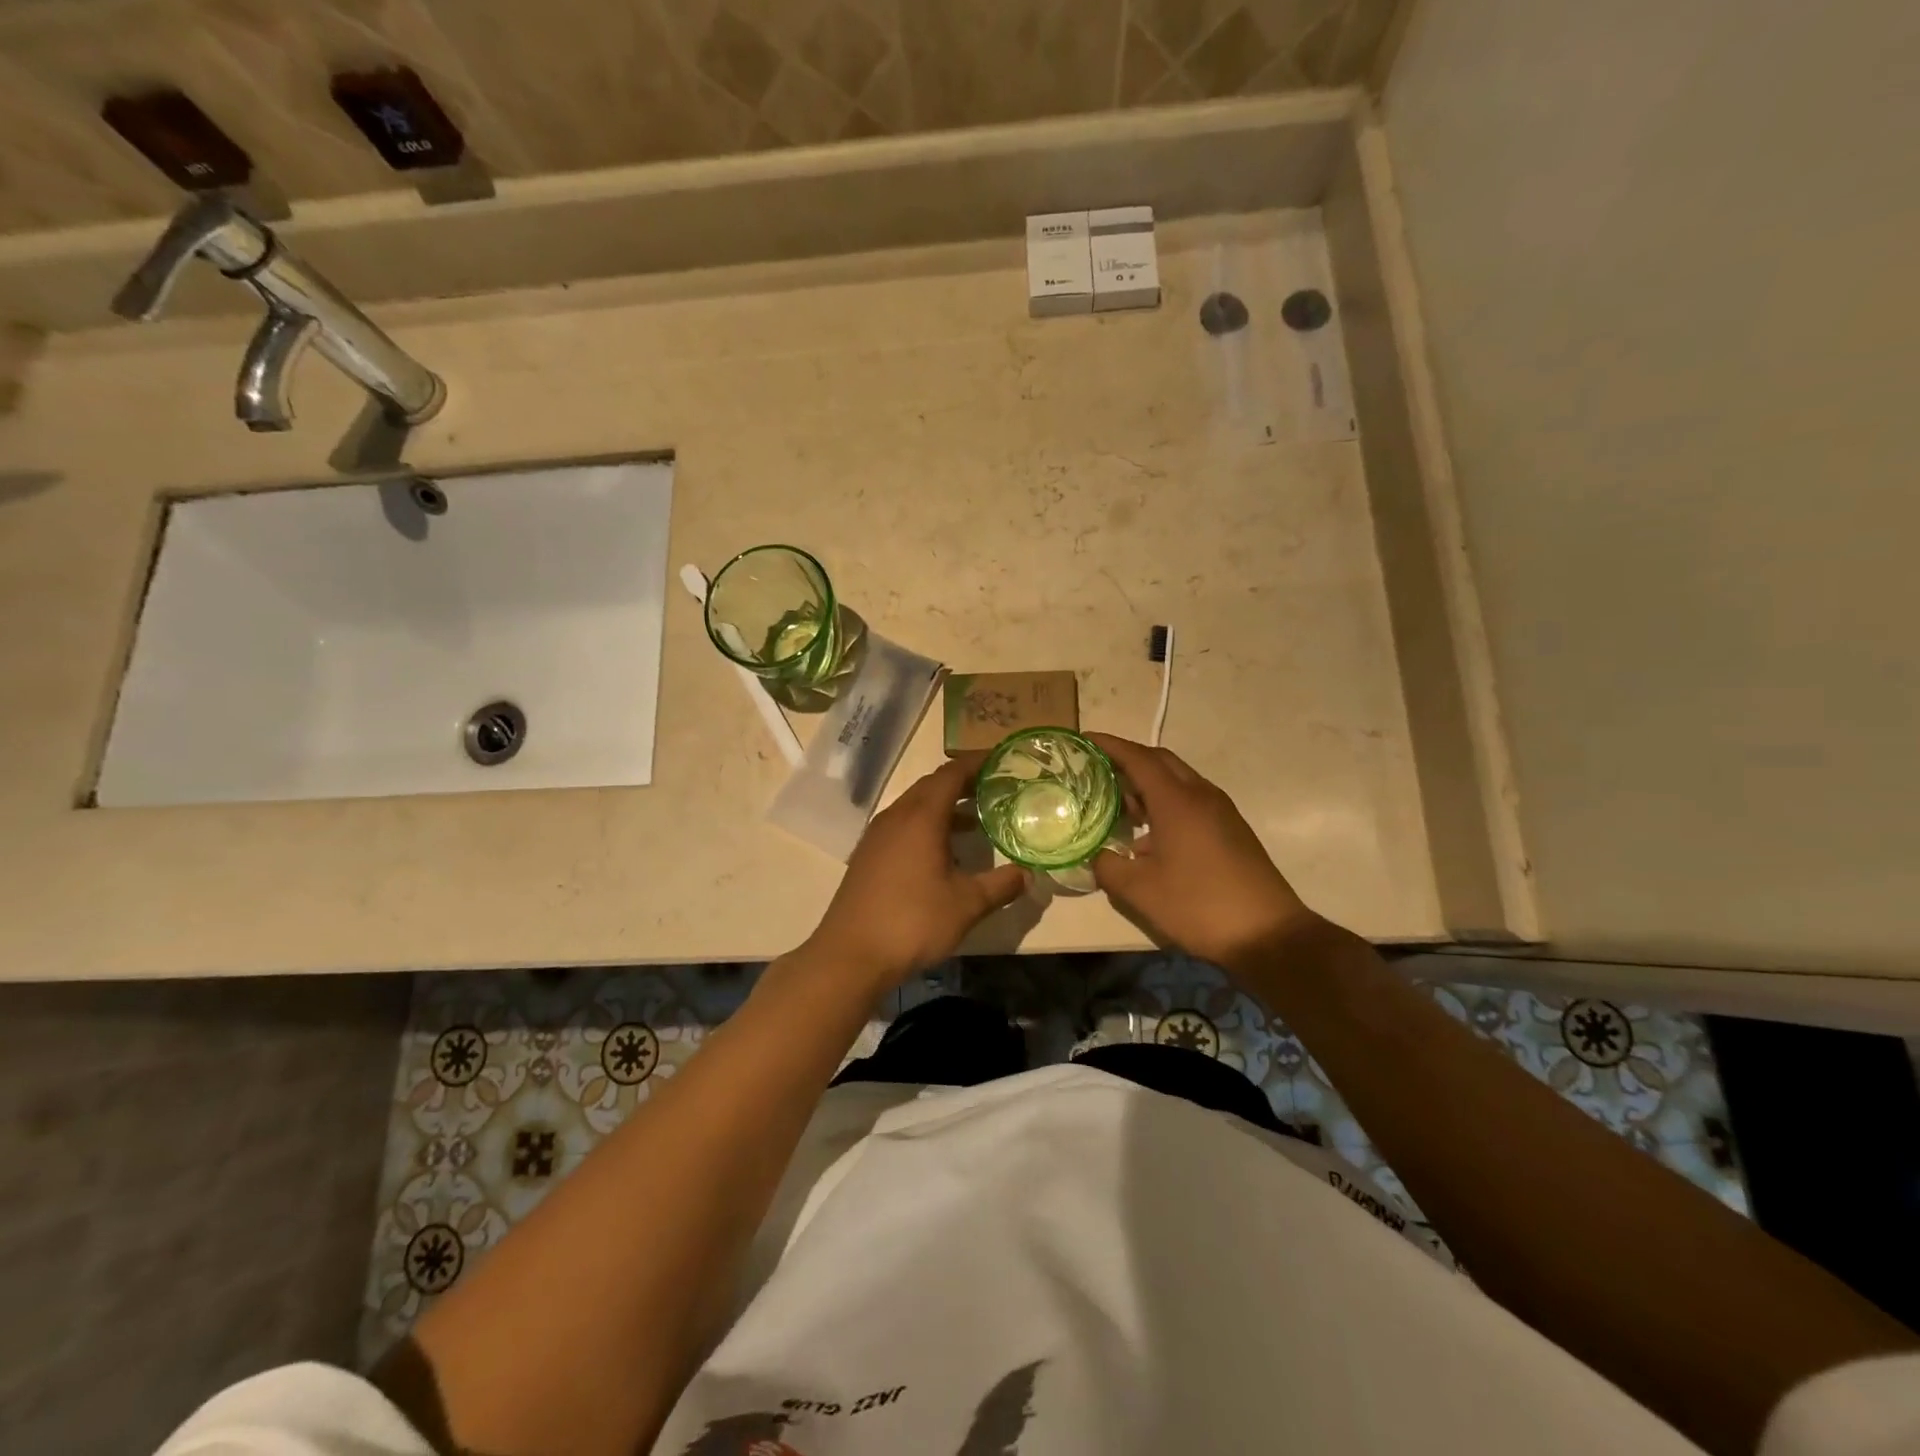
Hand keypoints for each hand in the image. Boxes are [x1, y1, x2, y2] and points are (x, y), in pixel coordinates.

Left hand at [806, 756, 1029, 987]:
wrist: (850, 955)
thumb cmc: (913, 922)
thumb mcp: (967, 905)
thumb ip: (1001, 886)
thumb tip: (1029, 875)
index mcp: (921, 817)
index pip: (951, 774)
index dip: (977, 763)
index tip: (1001, 759)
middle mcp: (896, 816)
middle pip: (931, 785)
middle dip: (962, 782)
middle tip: (994, 788)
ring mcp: (877, 836)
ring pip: (915, 805)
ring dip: (944, 805)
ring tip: (974, 819)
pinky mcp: (867, 855)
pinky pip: (902, 824)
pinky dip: (926, 824)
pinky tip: (942, 850)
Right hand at [1089, 733, 1319, 969]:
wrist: (1267, 934)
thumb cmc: (1198, 905)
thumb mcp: (1140, 891)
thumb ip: (1108, 866)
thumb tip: (1095, 856)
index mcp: (1177, 801)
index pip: (1138, 758)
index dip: (1109, 746)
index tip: (1085, 741)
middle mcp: (1201, 795)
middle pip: (1160, 762)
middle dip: (1128, 761)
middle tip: (1098, 773)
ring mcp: (1220, 812)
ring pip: (1178, 782)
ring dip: (1148, 785)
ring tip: (1119, 807)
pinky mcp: (1230, 829)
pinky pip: (1191, 801)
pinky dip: (1165, 804)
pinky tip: (1149, 839)